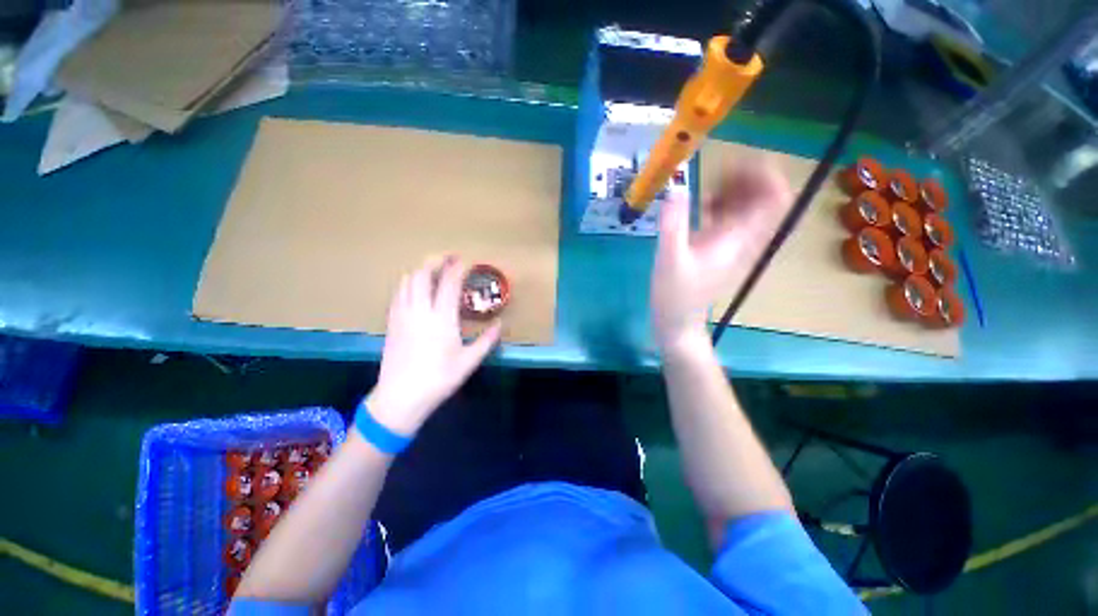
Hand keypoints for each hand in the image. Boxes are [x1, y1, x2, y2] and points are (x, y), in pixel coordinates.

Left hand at [366, 256, 501, 433]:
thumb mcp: (469, 361)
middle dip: (435, 260)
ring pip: (407, 280)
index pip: (449, 283)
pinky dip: (408, 283)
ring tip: (434, 270)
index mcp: (441, 319)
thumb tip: (500, 323)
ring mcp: (402, 315)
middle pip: (422, 274)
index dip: (458, 268)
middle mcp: (419, 311)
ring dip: (421, 270)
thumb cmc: (439, 379)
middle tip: (449, 258)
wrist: (400, 398)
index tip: (467, 261)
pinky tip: (416, 289)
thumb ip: (487, 340)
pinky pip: (398, 293)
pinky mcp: (392, 322)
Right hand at [651, 160, 790, 351]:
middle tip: (718, 172)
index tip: (736, 164)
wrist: (677, 321)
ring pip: (747, 206)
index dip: (764, 175)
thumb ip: (673, 225)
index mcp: (738, 239)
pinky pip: (730, 217)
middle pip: (764, 198)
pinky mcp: (718, 247)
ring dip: (734, 189)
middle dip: (746, 178)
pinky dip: (722, 204)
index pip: (774, 199)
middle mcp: (742, 238)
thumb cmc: (674, 295)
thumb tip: (675, 189)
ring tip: (709, 183)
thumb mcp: (670, 260)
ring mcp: (731, 243)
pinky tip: (703, 204)